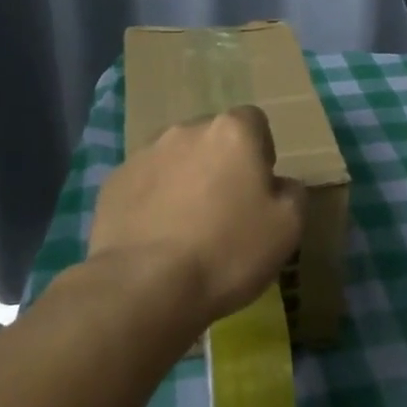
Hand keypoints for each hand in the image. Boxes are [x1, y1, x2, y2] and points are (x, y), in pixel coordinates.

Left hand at [87, 105, 306, 328]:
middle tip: (225, 209)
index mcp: (232, 132)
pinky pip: (144, 183)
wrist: (145, 285)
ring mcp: (144, 154)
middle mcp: (185, 130)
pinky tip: (157, 236)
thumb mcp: (288, 227)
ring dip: (185, 180)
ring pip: (175, 158)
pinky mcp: (113, 182)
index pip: (253, 121)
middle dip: (220, 164)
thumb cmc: (228, 251)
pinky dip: (153, 200)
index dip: (260, 151)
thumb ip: (293, 193)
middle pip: (211, 138)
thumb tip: (279, 184)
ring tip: (186, 226)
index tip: (258, 188)